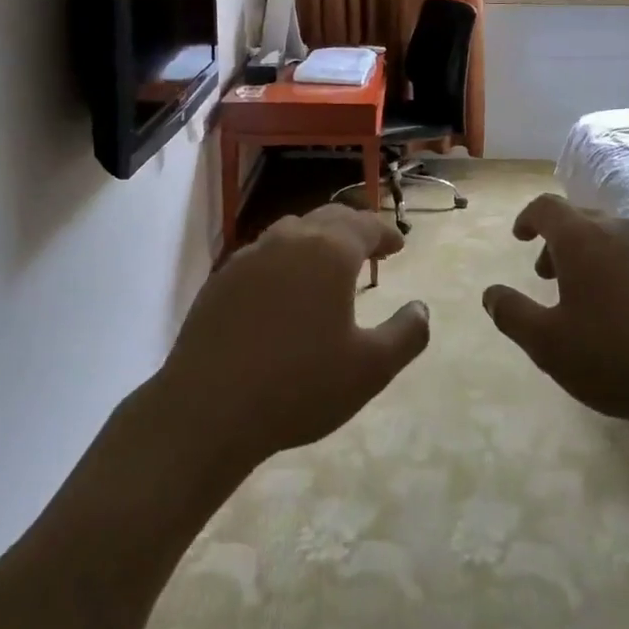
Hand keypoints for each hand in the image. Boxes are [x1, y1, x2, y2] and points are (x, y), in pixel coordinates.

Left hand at [153, 205, 429, 476]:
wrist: (207, 410)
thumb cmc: (299, 386)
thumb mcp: (371, 369)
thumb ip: (407, 334)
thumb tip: (421, 308)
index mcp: (329, 251)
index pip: (365, 225)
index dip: (385, 233)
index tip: (398, 246)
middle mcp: (290, 240)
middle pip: (329, 218)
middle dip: (354, 228)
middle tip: (370, 248)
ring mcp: (250, 256)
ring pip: (292, 231)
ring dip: (317, 240)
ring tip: (327, 265)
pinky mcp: (221, 279)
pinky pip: (262, 255)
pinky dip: (284, 260)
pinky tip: (282, 291)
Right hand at [482, 194, 628, 431]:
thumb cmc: (616, 356)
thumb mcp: (549, 345)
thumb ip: (512, 314)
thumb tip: (490, 293)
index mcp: (582, 239)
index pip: (547, 207)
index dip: (528, 218)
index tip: (520, 237)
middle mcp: (620, 231)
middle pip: (581, 219)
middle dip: (558, 242)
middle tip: (547, 276)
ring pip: (613, 238)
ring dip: (591, 257)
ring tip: (587, 298)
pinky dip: (622, 271)